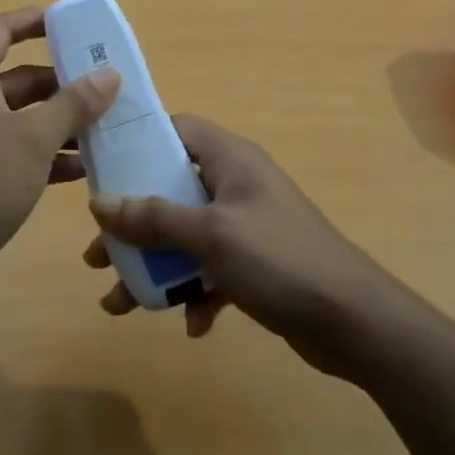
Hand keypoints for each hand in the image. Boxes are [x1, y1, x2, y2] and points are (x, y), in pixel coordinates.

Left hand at [0, 7, 118, 286]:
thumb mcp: (32, 139)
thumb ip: (72, 104)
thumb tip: (108, 74)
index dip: (32, 19)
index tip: (70, 23)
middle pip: (18, 78)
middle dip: (61, 80)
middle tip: (105, 86)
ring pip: (22, 119)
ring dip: (60, 122)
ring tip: (105, 127)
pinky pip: (19, 154)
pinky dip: (48, 156)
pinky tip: (83, 169)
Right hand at [85, 115, 396, 376]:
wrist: (356, 323)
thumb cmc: (280, 261)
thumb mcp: (210, 235)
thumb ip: (154, 217)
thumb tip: (98, 202)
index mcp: (230, 160)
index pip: (176, 130)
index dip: (137, 143)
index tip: (100, 169)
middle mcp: (236, 185)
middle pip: (170, 191)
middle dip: (133, 226)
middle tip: (98, 254)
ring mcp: (247, 225)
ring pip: (185, 237)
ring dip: (155, 268)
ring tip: (120, 303)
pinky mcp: (256, 264)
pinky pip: (211, 269)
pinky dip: (195, 292)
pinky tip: (193, 324)